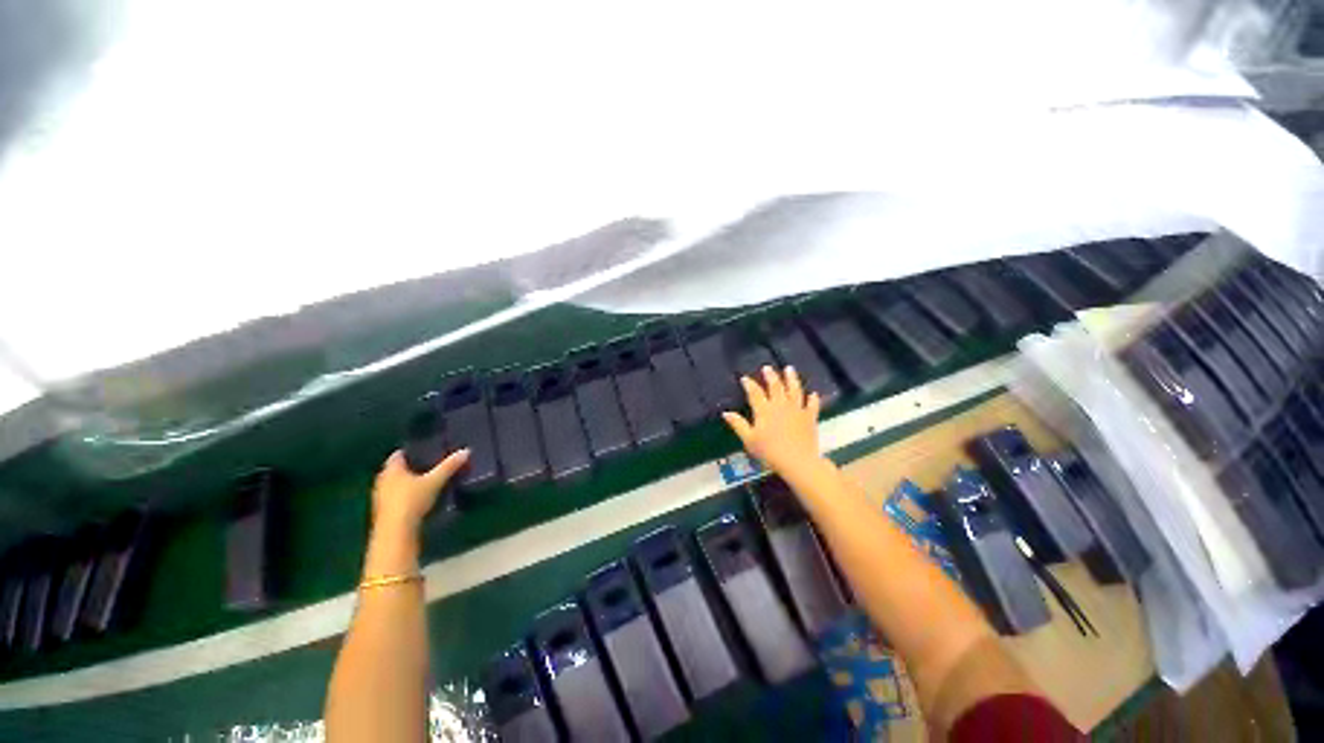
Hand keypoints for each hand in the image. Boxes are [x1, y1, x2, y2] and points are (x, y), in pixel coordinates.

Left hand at [371, 449, 469, 532]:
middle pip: (395, 470)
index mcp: (392, 469)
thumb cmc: (413, 500)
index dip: (410, 452)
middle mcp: (382, 481)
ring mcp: (380, 497)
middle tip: (427, 466)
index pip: (398, 455)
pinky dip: (404, 496)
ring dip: (405, 483)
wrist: (396, 531)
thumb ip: (449, 466)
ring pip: (393, 485)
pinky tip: (416, 499)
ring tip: (424, 482)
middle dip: (409, 468)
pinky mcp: (382, 512)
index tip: (424, 451)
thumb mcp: (435, 481)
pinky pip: (394, 498)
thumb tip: (466, 451)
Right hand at [722, 366, 822, 479]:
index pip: (755, 393)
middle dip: (770, 376)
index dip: (749, 384)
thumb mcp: (749, 439)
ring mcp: (797, 410)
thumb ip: (738, 424)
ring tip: (789, 369)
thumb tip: (726, 413)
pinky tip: (813, 394)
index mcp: (764, 410)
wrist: (797, 461)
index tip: (745, 378)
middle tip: (767, 368)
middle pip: (775, 386)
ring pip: (794, 390)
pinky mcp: (809, 417)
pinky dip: (813, 399)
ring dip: (791, 379)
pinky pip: (812, 405)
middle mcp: (780, 405)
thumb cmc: (769, 452)